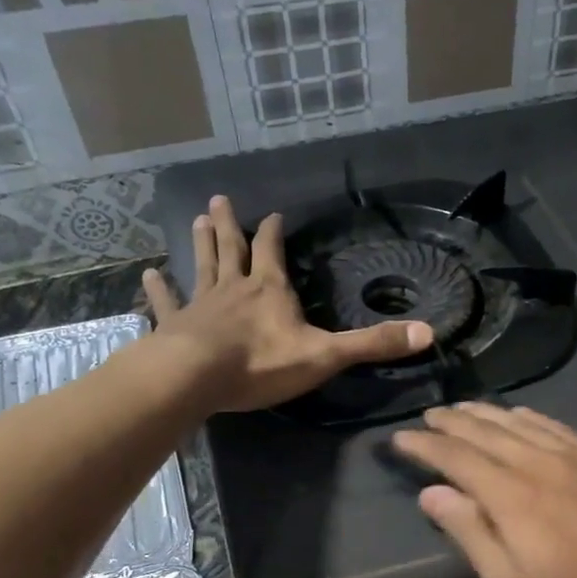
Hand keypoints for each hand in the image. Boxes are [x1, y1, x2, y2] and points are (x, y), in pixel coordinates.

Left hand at [143, 195, 433, 412]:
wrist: (197, 378)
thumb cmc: (261, 364)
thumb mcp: (326, 354)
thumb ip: (373, 344)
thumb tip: (428, 333)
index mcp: (270, 291)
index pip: (274, 253)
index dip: (275, 234)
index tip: (274, 215)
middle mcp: (233, 289)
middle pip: (232, 250)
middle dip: (230, 226)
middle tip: (219, 200)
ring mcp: (200, 306)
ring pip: (201, 267)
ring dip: (200, 244)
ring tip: (197, 219)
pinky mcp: (175, 326)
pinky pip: (167, 303)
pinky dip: (158, 291)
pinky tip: (148, 276)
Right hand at [391, 403, 576, 577]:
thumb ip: (471, 534)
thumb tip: (432, 493)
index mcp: (513, 496)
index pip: (457, 458)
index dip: (426, 446)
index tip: (400, 438)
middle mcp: (540, 464)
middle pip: (486, 432)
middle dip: (452, 423)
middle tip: (428, 416)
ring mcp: (576, 457)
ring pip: (519, 424)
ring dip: (485, 414)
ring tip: (461, 409)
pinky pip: (555, 426)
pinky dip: (528, 417)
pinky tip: (518, 415)